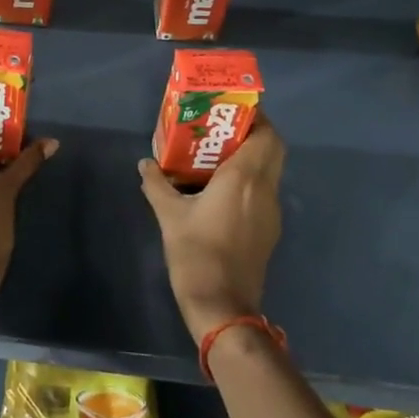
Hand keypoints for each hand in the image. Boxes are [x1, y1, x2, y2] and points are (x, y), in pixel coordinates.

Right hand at [138, 114, 285, 342]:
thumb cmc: (196, 254)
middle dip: (254, 134)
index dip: (256, 118)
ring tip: (216, 157)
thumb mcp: (169, 216)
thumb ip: (157, 185)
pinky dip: (250, 181)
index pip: (266, 135)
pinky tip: (221, 191)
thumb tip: (145, 164)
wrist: (221, 305)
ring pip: (270, 171)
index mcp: (244, 178)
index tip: (230, 112)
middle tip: (221, 131)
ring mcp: (270, 212)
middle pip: (273, 149)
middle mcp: (264, 189)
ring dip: (251, 158)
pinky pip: (264, 192)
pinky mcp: (268, 230)